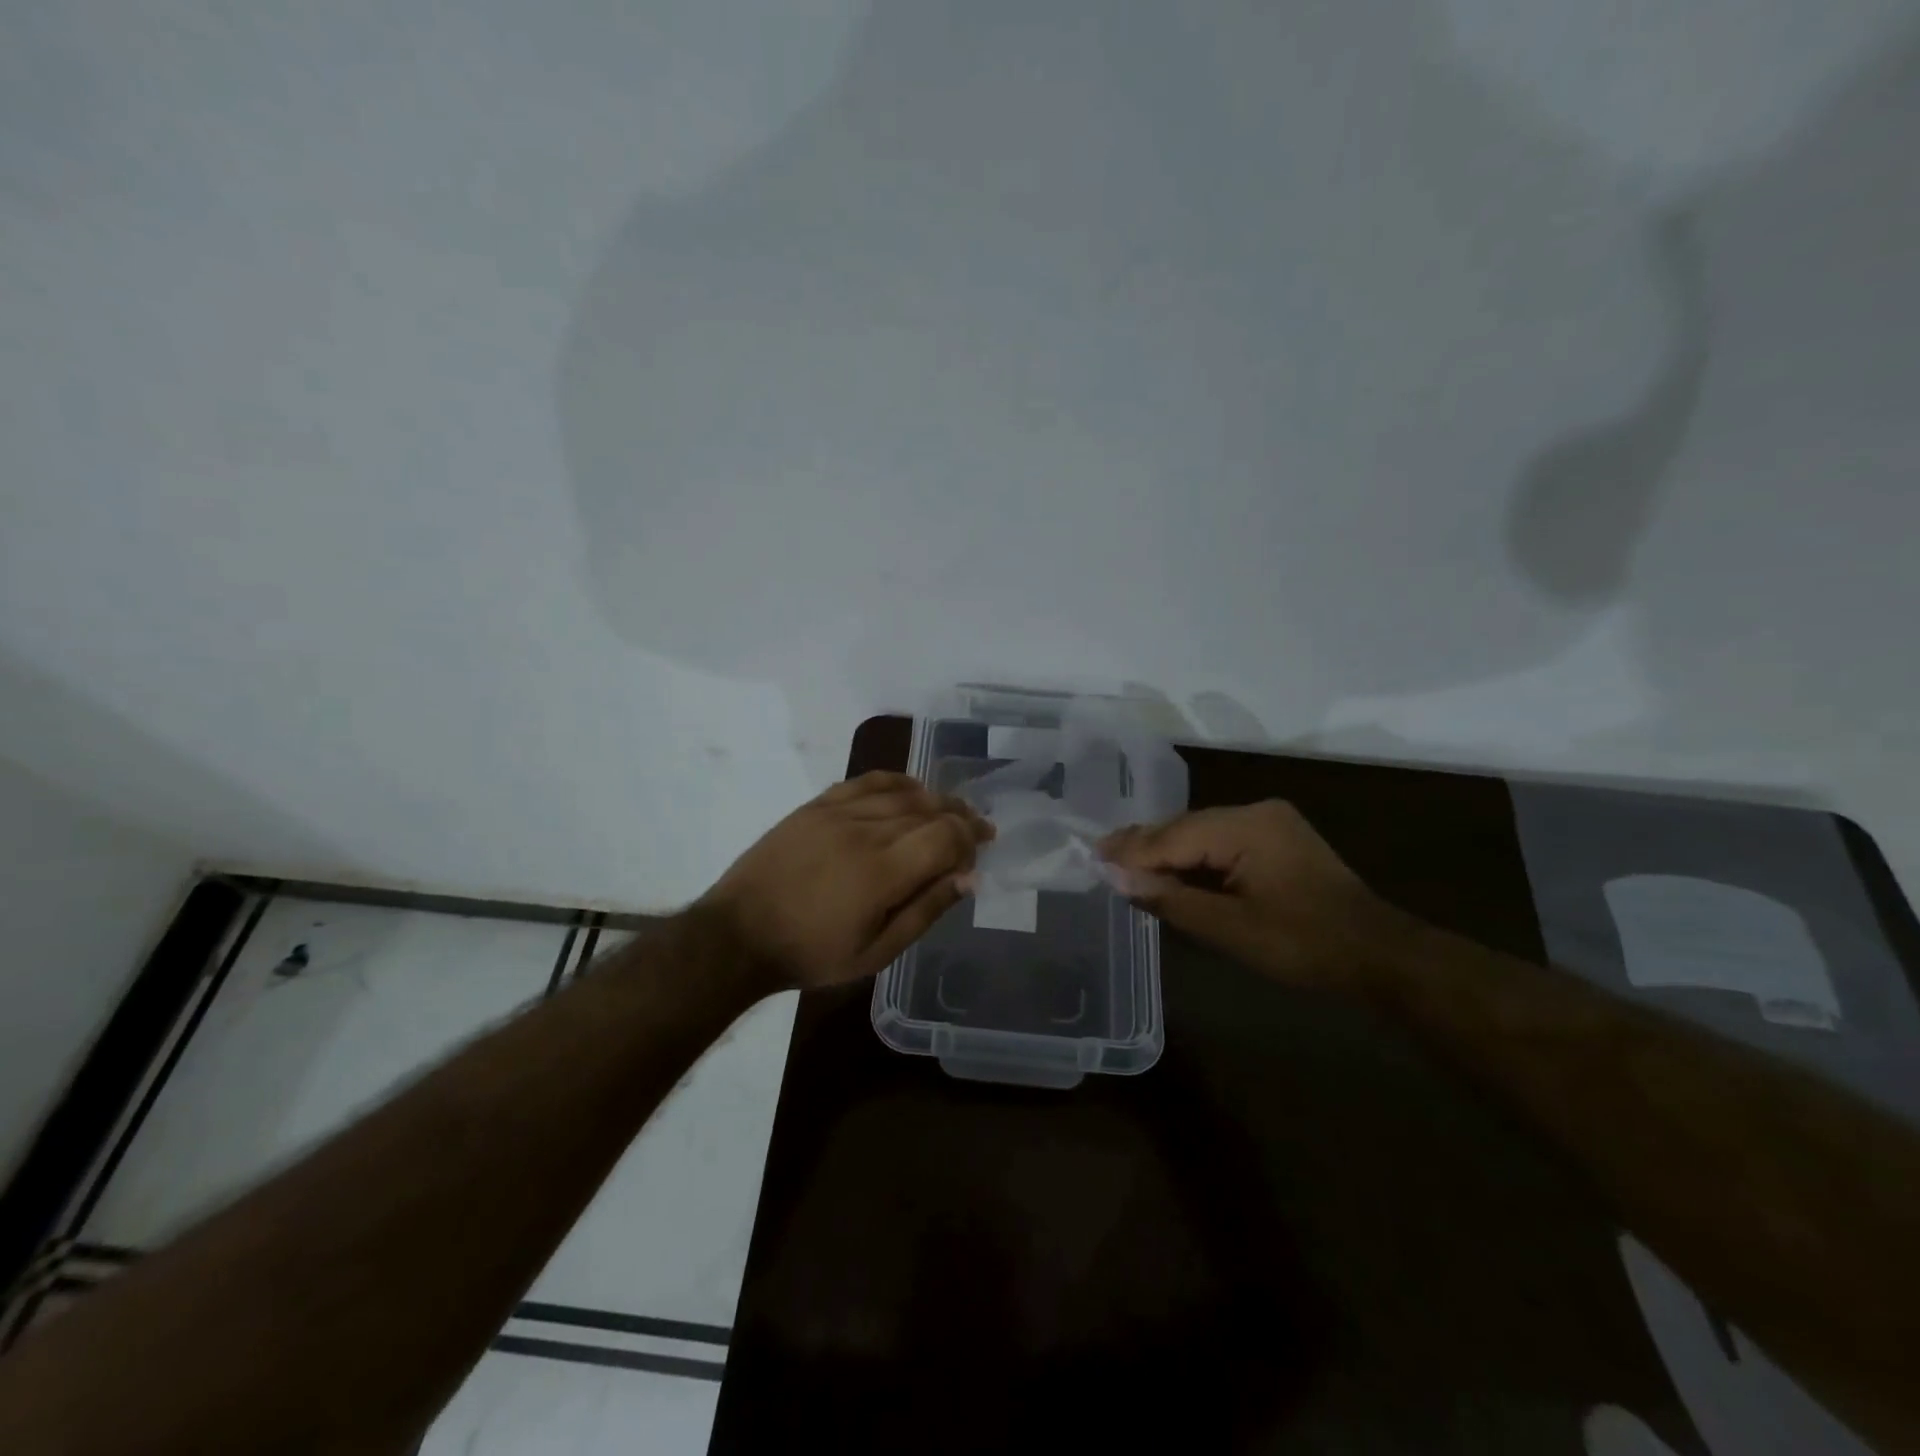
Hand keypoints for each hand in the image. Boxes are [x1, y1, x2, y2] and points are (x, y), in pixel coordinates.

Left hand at [698, 772, 992, 993]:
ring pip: (902, 793)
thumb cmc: (811, 953)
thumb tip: (967, 878)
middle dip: (960, 817)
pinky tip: (910, 789)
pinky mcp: (817, 806)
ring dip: (934, 799)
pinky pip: (866, 781)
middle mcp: (865, 831)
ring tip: (950, 810)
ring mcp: (838, 812)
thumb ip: (925, 911)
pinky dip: (896, 782)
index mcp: (883, 872)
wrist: (739, 935)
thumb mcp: (875, 953)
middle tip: (977, 829)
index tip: (980, 849)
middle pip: (929, 808)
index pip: (945, 835)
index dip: (970, 838)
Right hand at [1100, 801, 1403, 989]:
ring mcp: (1268, 823)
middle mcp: (1255, 812)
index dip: (1132, 852)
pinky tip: (1167, 868)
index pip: (1174, 836)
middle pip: (1184, 827)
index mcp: (1247, 826)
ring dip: (1165, 851)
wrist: (1379, 956)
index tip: (1092, 860)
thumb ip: (1171, 899)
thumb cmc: (1305, 946)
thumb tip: (1115, 878)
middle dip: (1143, 845)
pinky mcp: (1275, 839)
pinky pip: (1220, 841)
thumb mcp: (1231, 929)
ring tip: (1122, 863)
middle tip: (1099, 856)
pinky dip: (1191, 857)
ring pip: (1200, 833)